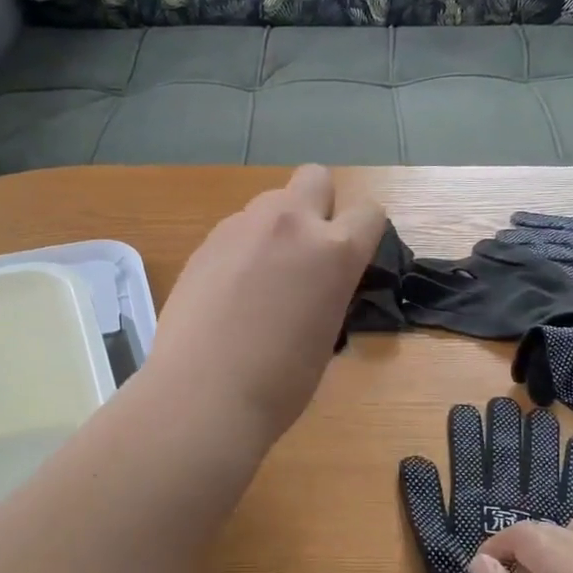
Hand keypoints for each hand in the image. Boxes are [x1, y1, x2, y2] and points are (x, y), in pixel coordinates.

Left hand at [147, 165, 385, 445]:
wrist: (203, 394)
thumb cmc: (279, 383)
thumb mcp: (327, 333)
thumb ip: (329, 290)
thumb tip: (318, 283)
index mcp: (334, 250)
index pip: (369, 211)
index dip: (365, 233)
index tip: (352, 259)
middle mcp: (290, 223)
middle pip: (316, 177)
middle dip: (318, 205)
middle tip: (306, 253)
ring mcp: (242, 226)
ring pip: (271, 201)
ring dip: (276, 227)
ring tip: (260, 277)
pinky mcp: (206, 241)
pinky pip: (237, 228)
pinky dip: (242, 247)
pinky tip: (228, 290)